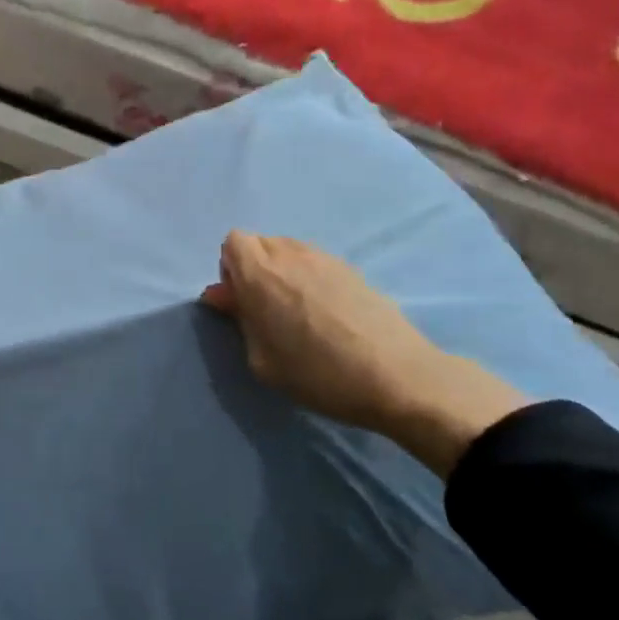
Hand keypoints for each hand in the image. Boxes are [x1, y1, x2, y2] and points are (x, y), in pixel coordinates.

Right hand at [202, 231, 529, 475]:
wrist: (397, 377)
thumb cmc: (318, 374)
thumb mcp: (262, 360)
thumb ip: (238, 319)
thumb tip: (221, 295)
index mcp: (260, 273)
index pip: (233, 242)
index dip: (231, 269)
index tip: (242, 302)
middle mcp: (291, 255)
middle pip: (260, 243)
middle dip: (255, 268)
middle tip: (266, 310)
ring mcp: (326, 259)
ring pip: (290, 251)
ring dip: (283, 272)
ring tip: (298, 312)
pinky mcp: (354, 270)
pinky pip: (317, 263)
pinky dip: (311, 278)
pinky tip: (327, 314)